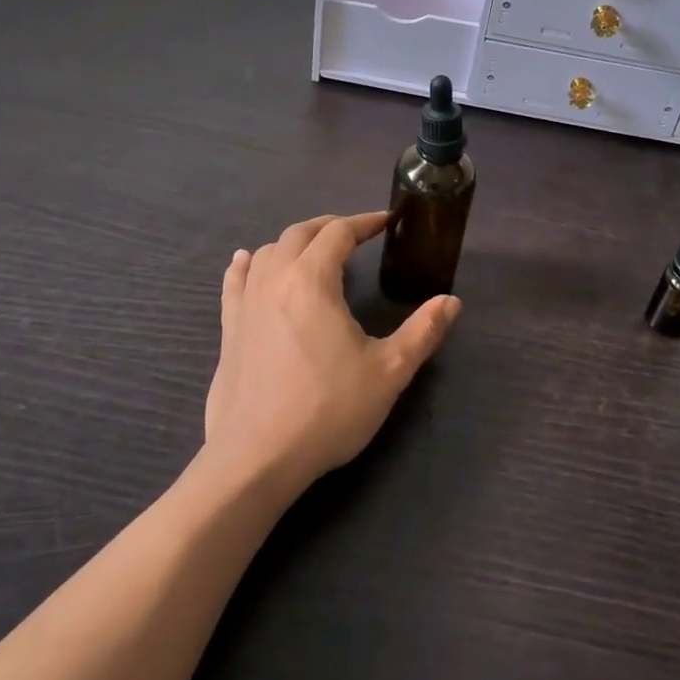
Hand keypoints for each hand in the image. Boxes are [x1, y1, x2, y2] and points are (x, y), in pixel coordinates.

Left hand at [204, 212, 460, 495]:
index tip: (385, 222)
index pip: (339, 233)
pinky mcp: (228, 328)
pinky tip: (246, 261)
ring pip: (268, 252)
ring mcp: (245, 302)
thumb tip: (451, 301)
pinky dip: (247, 264)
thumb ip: (422, 332)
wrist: (257, 457)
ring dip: (294, 243)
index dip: (364, 222)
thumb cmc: (328, 410)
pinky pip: (235, 281)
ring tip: (313, 252)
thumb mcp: (388, 372)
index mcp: (313, 280)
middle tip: (355, 234)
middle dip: (330, 227)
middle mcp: (275, 279)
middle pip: (300, 233)